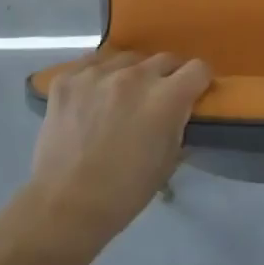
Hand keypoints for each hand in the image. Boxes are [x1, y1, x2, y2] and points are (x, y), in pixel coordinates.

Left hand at [27, 49, 211, 250]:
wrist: (65, 206)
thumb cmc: (124, 192)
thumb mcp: (168, 162)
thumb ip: (178, 124)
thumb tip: (180, 110)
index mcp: (165, 98)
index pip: (198, 69)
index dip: (199, 82)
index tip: (193, 94)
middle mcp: (134, 76)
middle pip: (164, 59)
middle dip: (167, 77)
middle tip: (157, 99)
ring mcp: (97, 73)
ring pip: (127, 58)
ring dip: (132, 74)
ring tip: (121, 97)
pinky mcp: (67, 78)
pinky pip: (92, 63)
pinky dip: (98, 76)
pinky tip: (93, 96)